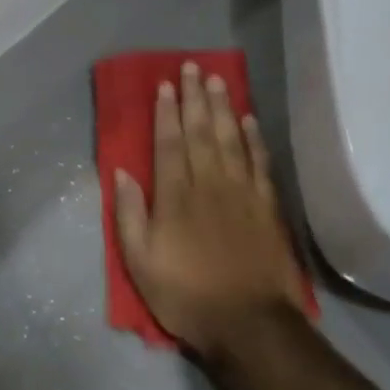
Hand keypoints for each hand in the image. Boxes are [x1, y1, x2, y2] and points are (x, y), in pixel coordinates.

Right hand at [113, 63, 305, 360]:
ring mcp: (242, 193)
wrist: (249, 323)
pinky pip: (259, 162)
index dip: (166, 112)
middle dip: (194, 98)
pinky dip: (254, 138)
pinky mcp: (267, 206)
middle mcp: (209, 184)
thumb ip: (130, 215)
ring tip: (218, 80)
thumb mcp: (140, 262)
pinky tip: (248, 119)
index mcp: (175, 197)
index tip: (165, 85)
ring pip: (231, 139)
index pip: (170, 144)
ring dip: (223, 107)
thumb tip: (122, 172)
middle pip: (201, 132)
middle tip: (192, 67)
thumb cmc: (186, 295)